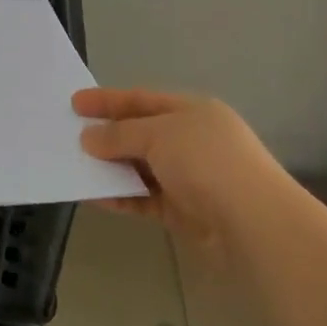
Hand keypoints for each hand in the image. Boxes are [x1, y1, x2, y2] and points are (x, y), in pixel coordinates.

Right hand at [74, 87, 285, 248]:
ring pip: (142, 167)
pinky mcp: (187, 212)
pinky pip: (146, 198)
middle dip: (108, 134)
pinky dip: (123, 196)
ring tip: (76, 167)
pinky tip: (96, 197)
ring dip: (112, 168)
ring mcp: (191, 177)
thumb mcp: (159, 135)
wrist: (256, 226)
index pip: (143, 99)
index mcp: (193, 110)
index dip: (108, 99)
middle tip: (71, 136)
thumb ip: (120, 134)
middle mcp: (193, 140)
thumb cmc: (207, 163)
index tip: (75, 103)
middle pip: (142, 132)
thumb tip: (88, 138)